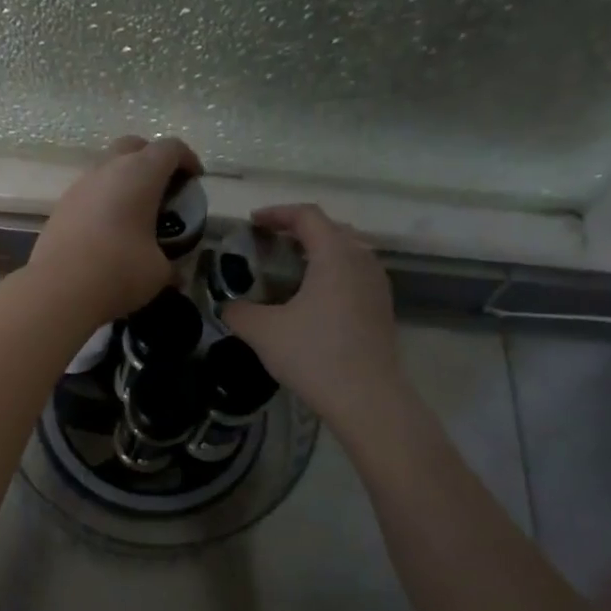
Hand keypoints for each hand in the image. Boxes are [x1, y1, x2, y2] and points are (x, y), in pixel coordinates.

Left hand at [28, 135, 201, 327]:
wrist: (58, 289)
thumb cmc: (119, 272)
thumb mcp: (159, 272)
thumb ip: (171, 263)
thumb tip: (176, 273)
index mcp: (140, 174)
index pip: (169, 149)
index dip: (187, 159)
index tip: (195, 179)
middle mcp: (107, 170)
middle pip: (133, 146)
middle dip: (152, 158)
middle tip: (164, 186)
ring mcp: (79, 186)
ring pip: (107, 167)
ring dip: (125, 180)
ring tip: (136, 211)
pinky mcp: (61, 206)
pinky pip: (90, 191)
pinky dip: (104, 199)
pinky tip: (109, 228)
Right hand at [221, 204, 401, 427]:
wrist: (366, 397)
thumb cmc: (314, 355)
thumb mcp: (263, 332)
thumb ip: (239, 313)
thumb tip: (228, 307)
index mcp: (335, 255)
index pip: (307, 216)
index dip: (277, 213)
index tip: (252, 221)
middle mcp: (361, 260)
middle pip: (331, 228)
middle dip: (299, 228)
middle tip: (271, 240)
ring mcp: (377, 285)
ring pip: (348, 251)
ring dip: (319, 250)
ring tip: (292, 266)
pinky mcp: (382, 308)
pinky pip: (355, 274)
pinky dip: (332, 271)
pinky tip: (314, 296)